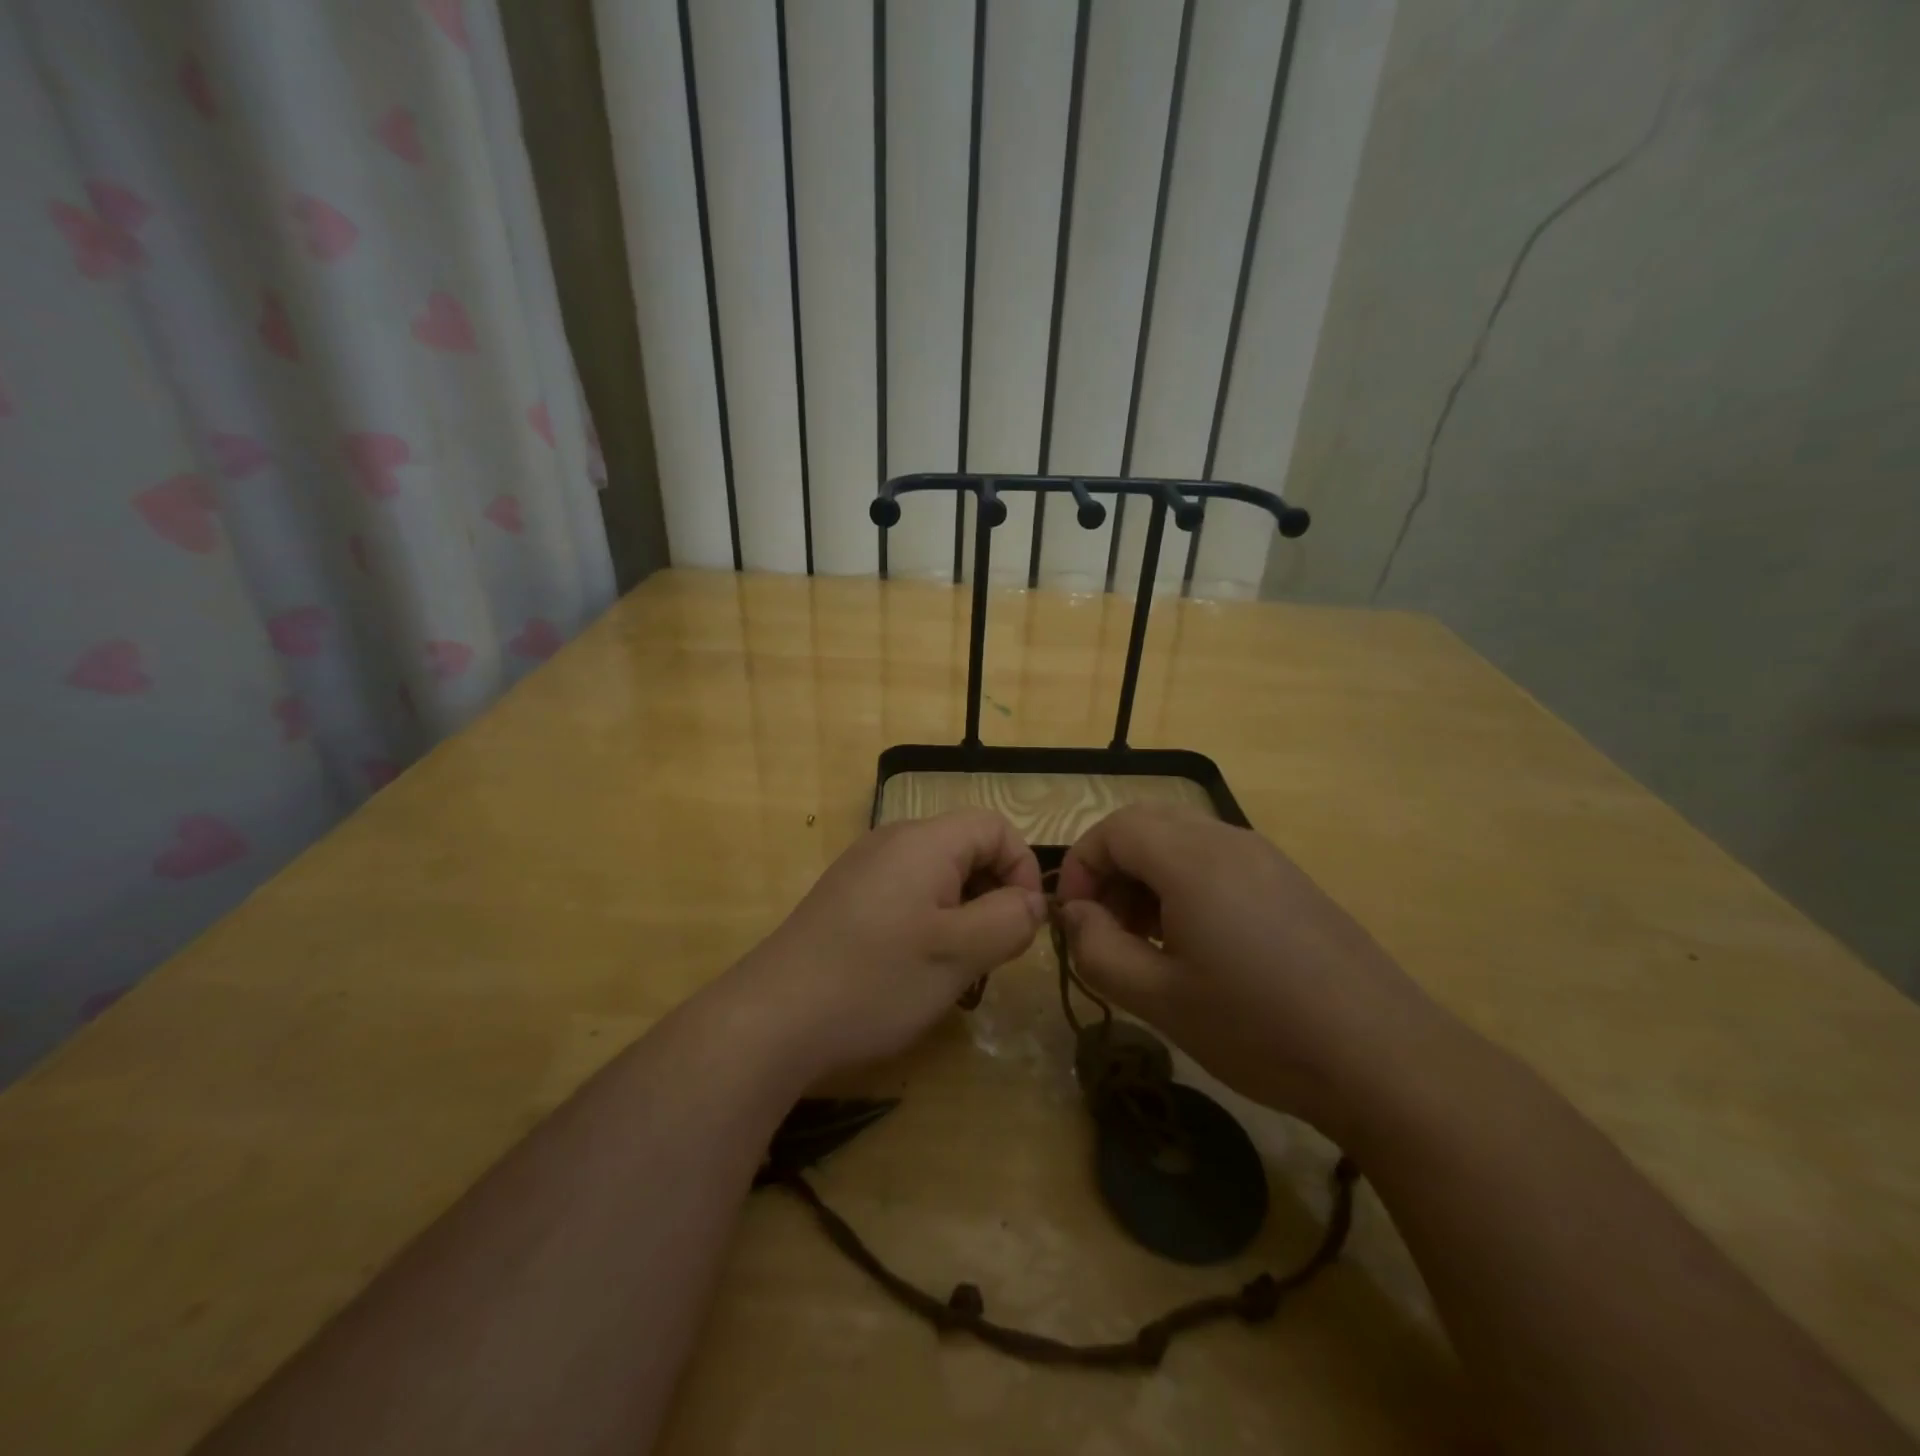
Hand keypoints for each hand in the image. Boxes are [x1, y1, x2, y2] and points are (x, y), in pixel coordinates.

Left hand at [729, 810, 1046, 1080]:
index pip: (996, 827)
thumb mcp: (960, 953)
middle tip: (992, 952)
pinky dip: (928, 923)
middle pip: (966, 848)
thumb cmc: (876, 979)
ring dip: (962, 914)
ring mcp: (864, 869)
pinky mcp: (845, 899)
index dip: (1023, 869)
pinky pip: (906, 895)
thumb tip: (1032, 902)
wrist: (773, 1018)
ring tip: (957, 967)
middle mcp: (892, 841)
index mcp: (924, 840)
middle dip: (993, 895)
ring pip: (937, 876)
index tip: (1023, 924)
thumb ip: (1010, 919)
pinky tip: (915, 969)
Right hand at [1055, 804, 1444, 1137]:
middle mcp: (1228, 840)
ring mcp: (1265, 857)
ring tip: (1146, 940)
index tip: (1075, 919)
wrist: (1385, 1058)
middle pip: (1146, 824)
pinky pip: (1217, 859)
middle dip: (1112, 867)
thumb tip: (1077, 916)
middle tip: (1107, 926)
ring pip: (1182, 839)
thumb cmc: (1258, 1027)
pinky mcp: (1290, 880)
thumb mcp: (1159, 999)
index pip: (1113, 829)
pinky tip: (1196, 944)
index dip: (1081, 866)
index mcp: (1191, 859)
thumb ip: (1098, 950)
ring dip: (1148, 875)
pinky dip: (1185, 884)